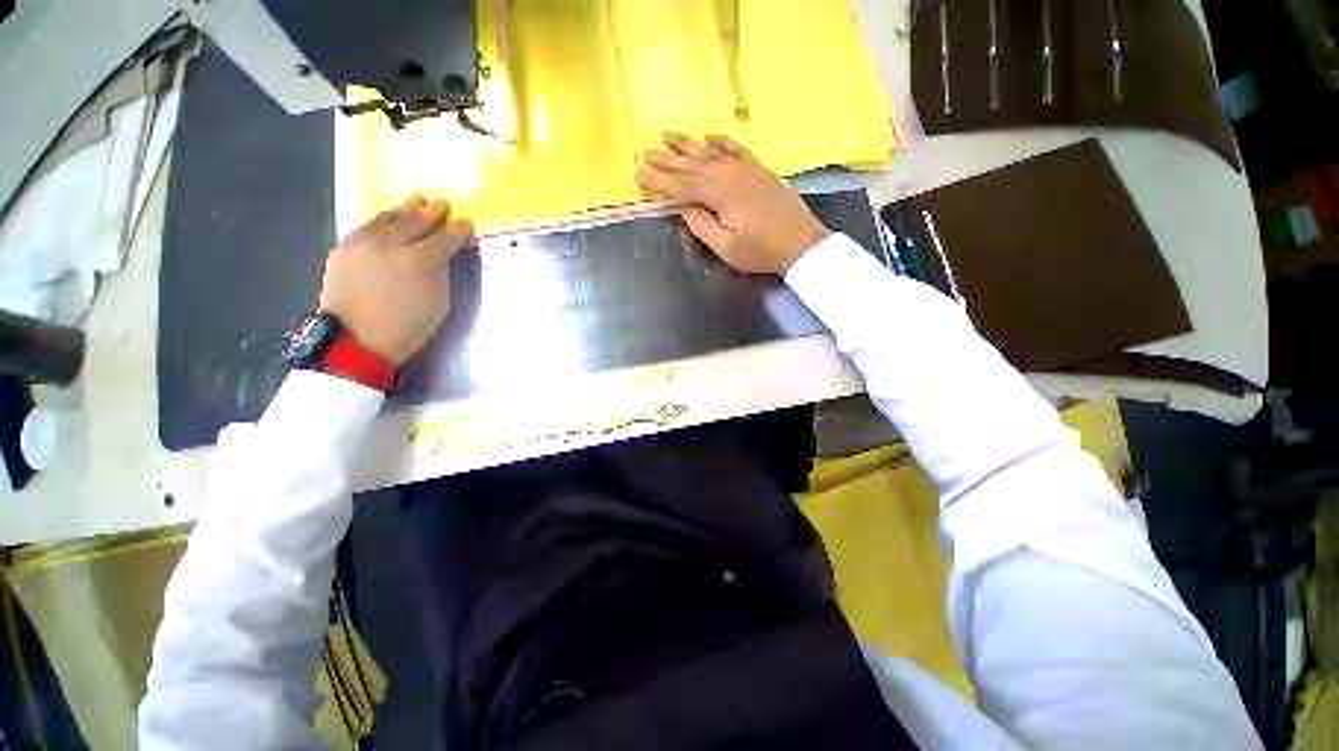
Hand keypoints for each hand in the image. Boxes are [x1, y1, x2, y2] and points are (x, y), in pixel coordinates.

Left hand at [319, 194, 473, 364]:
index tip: (466, 223)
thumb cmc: (407, 328)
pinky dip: (383, 219)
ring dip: (406, 208)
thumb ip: (440, 275)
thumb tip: (440, 258)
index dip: (457, 230)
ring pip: (388, 218)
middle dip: (432, 212)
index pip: (444, 239)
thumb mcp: (439, 304)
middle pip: (415, 221)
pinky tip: (390, 217)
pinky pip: (367, 226)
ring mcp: (363, 243)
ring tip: (418, 200)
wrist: (356, 339)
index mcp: (418, 262)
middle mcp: (390, 245)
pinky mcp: (344, 247)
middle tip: (443, 204)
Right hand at [636, 132, 829, 274]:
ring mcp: (746, 168)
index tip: (638, 178)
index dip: (659, 184)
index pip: (681, 186)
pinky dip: (720, 141)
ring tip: (667, 134)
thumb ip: (701, 225)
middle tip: (645, 151)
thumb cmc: (761, 251)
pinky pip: (735, 148)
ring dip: (688, 144)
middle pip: (692, 164)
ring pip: (710, 151)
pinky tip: (708, 136)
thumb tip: (682, 207)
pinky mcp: (758, 169)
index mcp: (720, 194)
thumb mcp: (726, 247)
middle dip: (667, 159)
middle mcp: (730, 173)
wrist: (801, 243)